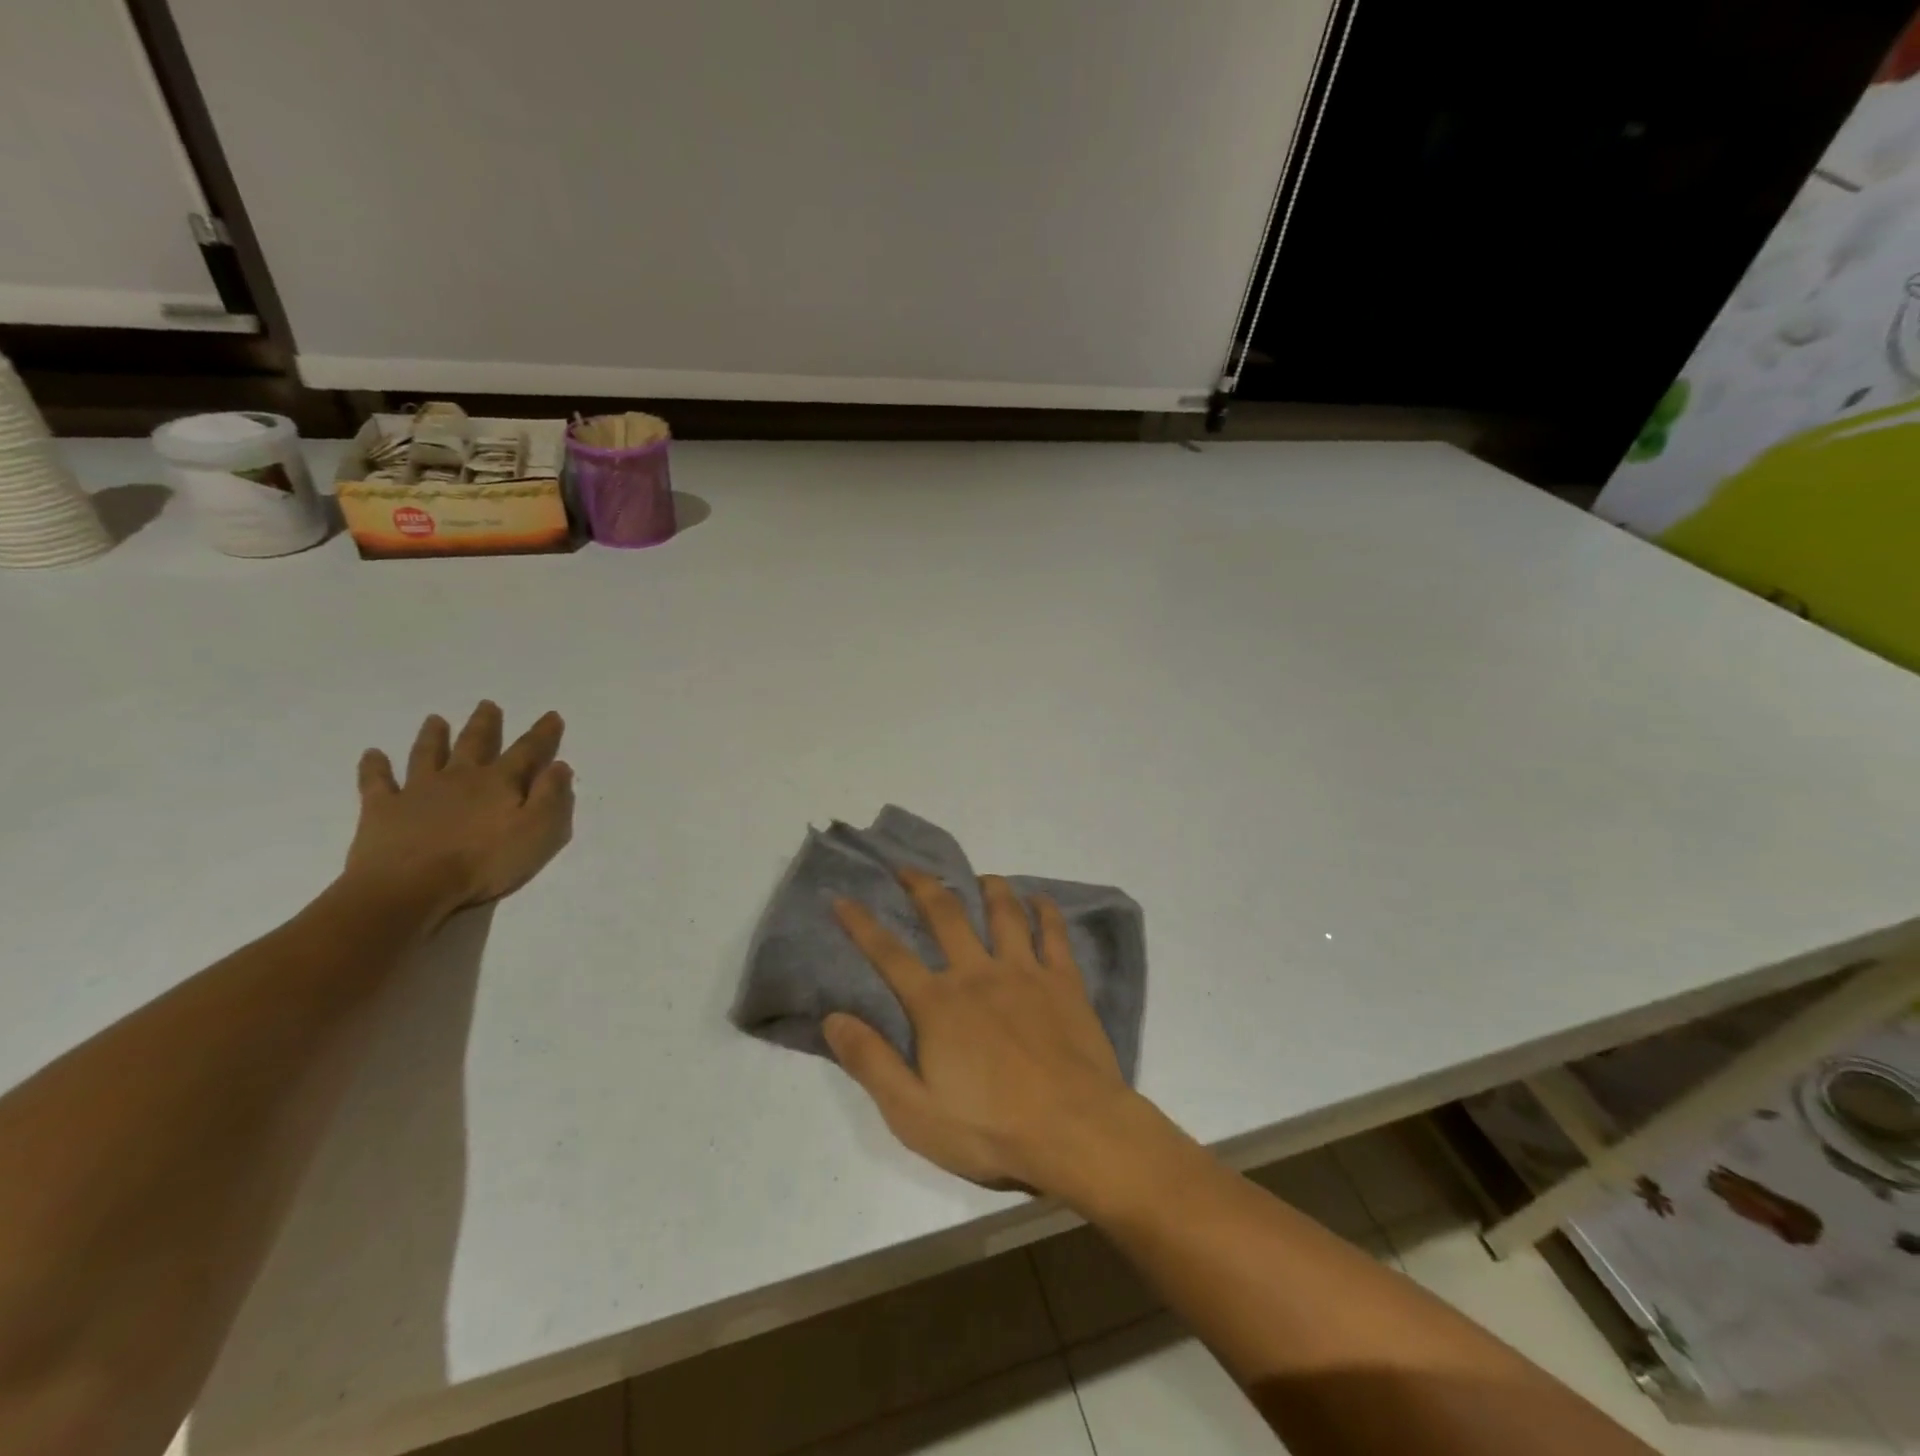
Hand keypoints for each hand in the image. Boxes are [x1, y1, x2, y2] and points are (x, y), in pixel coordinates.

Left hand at [343, 701, 574, 924]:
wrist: (410, 887)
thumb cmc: (483, 862)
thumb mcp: (537, 832)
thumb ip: (551, 797)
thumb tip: (559, 766)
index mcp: (498, 783)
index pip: (527, 752)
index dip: (542, 734)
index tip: (552, 715)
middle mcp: (459, 777)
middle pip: (475, 743)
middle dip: (485, 724)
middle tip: (487, 704)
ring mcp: (418, 790)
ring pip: (427, 754)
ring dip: (433, 736)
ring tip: (435, 719)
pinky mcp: (382, 809)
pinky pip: (377, 782)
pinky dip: (374, 767)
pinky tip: (372, 754)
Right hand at [826, 870, 1139, 1198]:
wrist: (1075, 1130)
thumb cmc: (991, 1129)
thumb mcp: (914, 1113)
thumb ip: (872, 1063)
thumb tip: (833, 1018)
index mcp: (938, 1004)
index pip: (889, 955)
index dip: (861, 924)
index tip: (843, 898)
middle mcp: (978, 974)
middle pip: (946, 915)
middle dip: (922, 886)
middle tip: (907, 867)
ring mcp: (1025, 972)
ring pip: (1004, 913)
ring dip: (989, 888)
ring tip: (981, 877)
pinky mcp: (1064, 981)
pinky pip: (1054, 933)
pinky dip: (1045, 910)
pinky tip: (1039, 899)